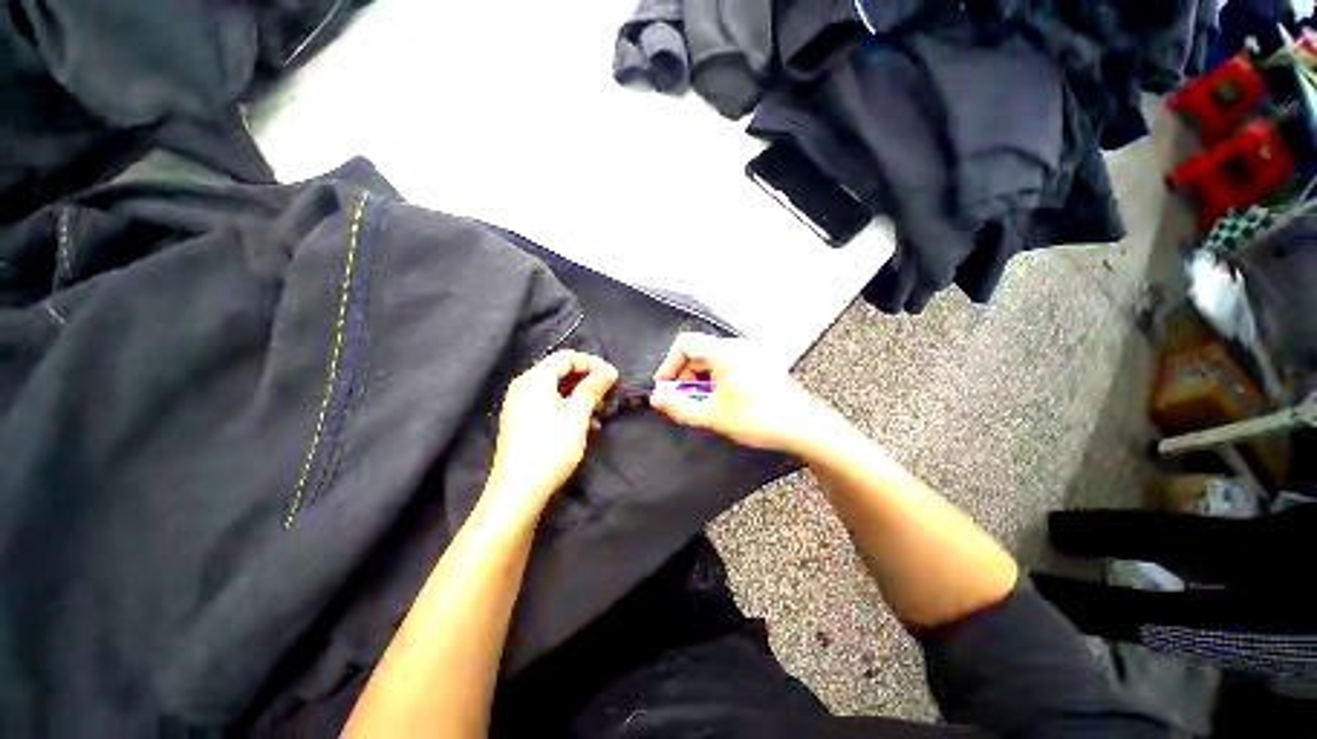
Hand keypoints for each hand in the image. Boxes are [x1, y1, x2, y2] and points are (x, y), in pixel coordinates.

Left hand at [484, 350, 617, 521]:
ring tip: (601, 412)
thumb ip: (593, 388)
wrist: (519, 491)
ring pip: (558, 388)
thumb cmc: (550, 449)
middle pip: (562, 371)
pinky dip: (570, 407)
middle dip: (588, 380)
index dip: (593, 363)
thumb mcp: (577, 416)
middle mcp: (525, 386)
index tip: (613, 377)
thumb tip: (609, 371)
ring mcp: (522, 403)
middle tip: (609, 394)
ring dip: (582, 396)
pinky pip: (550, 403)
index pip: (567, 357)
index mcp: (535, 379)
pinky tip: (587, 425)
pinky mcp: (523, 419)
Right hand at [649, 333, 829, 453]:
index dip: (669, 364)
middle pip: (698, 351)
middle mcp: (736, 346)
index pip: (684, 343)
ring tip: (700, 403)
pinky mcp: (759, 365)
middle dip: (683, 374)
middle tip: (681, 399)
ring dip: (699, 379)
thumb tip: (657, 398)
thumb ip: (679, 406)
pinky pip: (727, 364)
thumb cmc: (759, 418)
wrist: (804, 425)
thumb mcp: (713, 415)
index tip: (666, 386)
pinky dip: (715, 379)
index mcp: (723, 351)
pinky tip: (719, 401)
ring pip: (712, 359)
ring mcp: (750, 354)